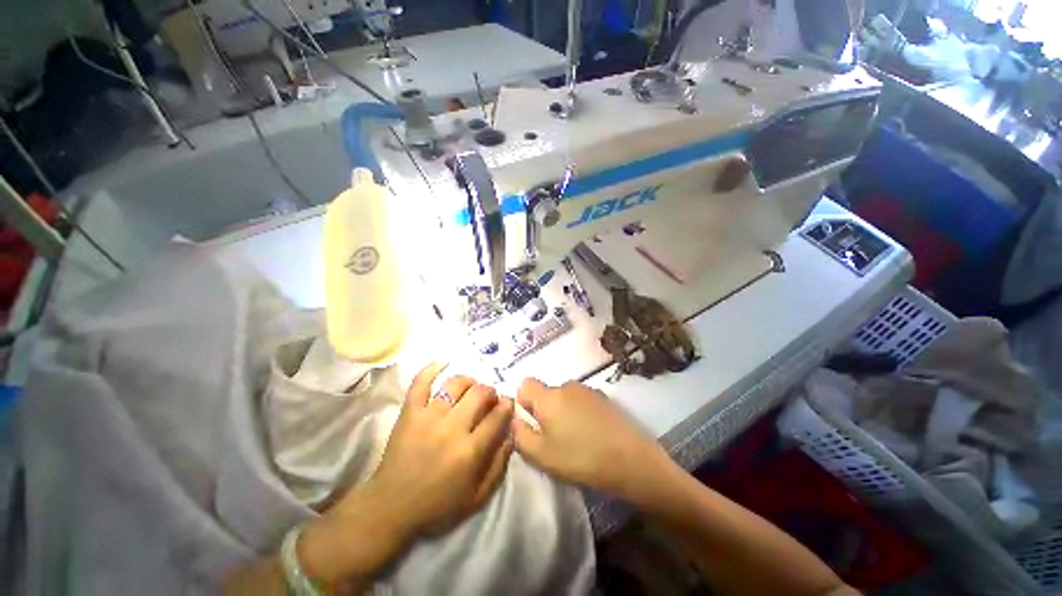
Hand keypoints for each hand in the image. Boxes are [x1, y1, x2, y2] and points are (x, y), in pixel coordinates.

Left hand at [345, 363, 514, 535]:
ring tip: (470, 387)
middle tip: (489, 398)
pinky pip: (420, 383)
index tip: (507, 403)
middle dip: (490, 392)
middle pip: (479, 394)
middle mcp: (452, 428)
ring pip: (455, 384)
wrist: (391, 507)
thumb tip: (511, 433)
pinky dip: (431, 370)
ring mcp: (428, 417)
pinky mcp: (409, 413)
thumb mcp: (477, 496)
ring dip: (468, 381)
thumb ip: (498, 465)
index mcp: (470, 450)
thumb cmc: (437, 505)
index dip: (507, 405)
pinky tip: (442, 364)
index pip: (498, 416)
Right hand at [512, 379, 672, 502]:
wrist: (632, 461)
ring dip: (564, 413)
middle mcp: (567, 385)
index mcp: (549, 396)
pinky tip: (593, 435)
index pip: (525, 384)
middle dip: (545, 412)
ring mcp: (588, 390)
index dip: (523, 402)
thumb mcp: (541, 455)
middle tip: (555, 439)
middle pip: (546, 393)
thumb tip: (514, 418)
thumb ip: (519, 434)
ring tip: (577, 439)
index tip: (532, 424)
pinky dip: (581, 414)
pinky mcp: (604, 398)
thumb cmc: (580, 459)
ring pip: (564, 398)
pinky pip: (582, 401)